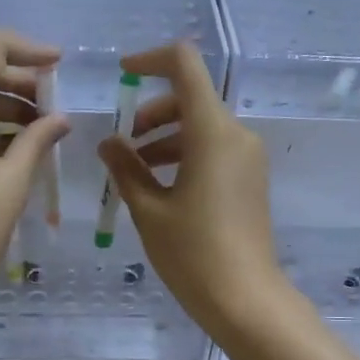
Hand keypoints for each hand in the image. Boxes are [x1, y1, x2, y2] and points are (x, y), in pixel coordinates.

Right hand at [96, 41, 290, 337]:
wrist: (245, 299)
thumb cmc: (192, 253)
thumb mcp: (148, 209)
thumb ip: (126, 168)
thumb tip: (109, 143)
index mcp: (212, 132)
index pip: (185, 65)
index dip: (151, 60)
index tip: (122, 75)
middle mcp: (236, 135)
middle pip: (191, 97)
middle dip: (152, 111)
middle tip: (123, 144)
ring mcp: (248, 157)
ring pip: (201, 126)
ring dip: (166, 136)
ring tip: (134, 169)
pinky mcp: (250, 178)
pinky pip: (214, 148)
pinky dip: (185, 153)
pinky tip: (160, 185)